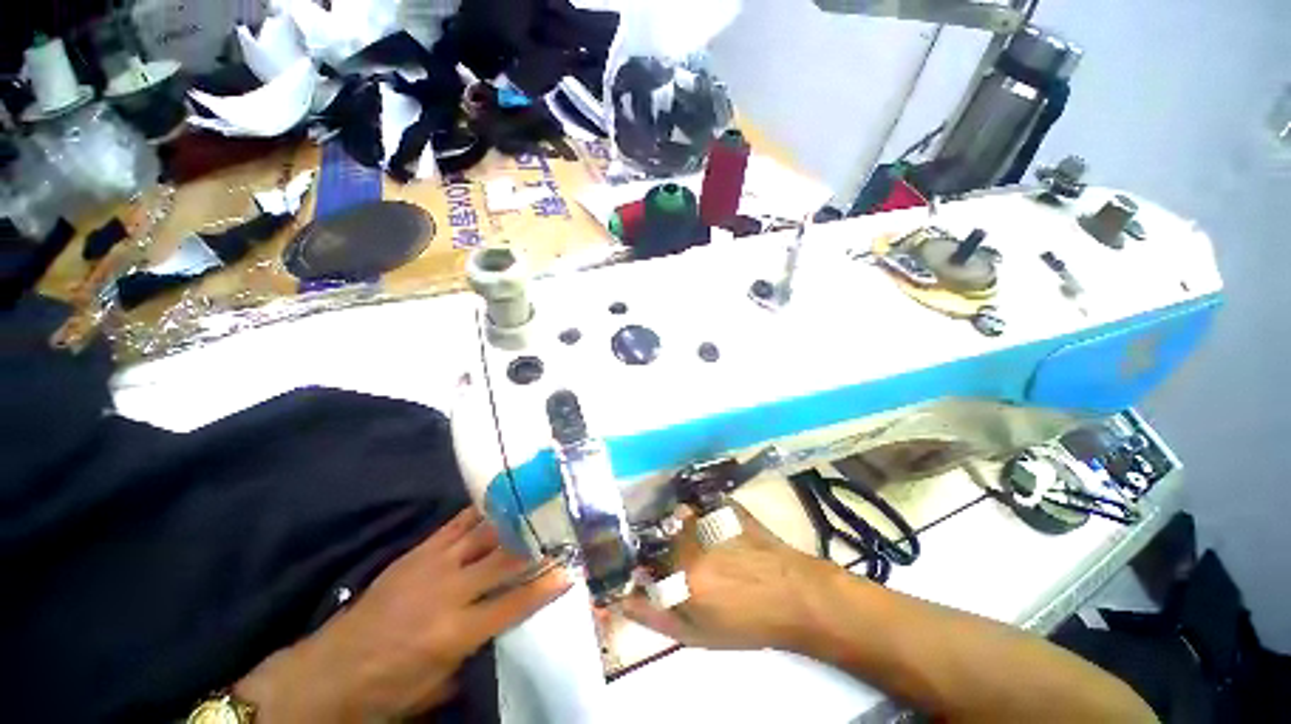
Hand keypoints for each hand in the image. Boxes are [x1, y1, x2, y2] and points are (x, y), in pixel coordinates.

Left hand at [235, 507, 570, 722]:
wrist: (329, 671)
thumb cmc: (387, 688)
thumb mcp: (436, 686)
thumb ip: (475, 652)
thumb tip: (502, 626)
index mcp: (456, 633)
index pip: (514, 604)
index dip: (545, 587)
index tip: (569, 571)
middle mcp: (449, 592)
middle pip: (504, 560)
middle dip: (535, 544)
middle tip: (559, 530)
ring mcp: (432, 566)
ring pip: (483, 535)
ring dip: (512, 522)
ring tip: (535, 508)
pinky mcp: (416, 553)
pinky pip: (455, 526)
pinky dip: (479, 514)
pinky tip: (496, 503)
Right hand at [620, 502, 841, 651]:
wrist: (793, 594)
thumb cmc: (748, 622)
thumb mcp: (698, 634)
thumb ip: (655, 616)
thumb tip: (623, 598)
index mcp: (681, 578)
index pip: (645, 568)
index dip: (649, 573)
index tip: (656, 579)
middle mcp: (690, 543)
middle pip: (662, 543)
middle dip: (669, 555)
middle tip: (694, 569)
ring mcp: (709, 520)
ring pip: (680, 522)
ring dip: (685, 533)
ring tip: (709, 549)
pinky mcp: (724, 506)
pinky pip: (700, 507)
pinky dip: (702, 516)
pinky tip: (719, 533)